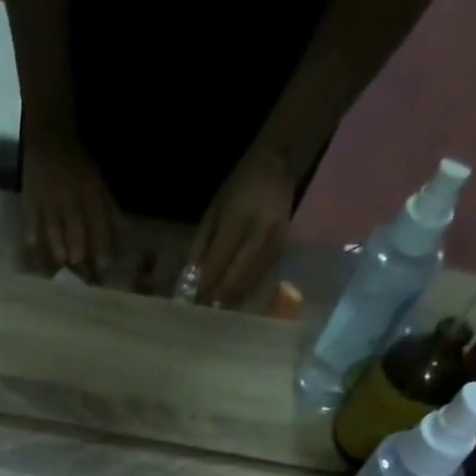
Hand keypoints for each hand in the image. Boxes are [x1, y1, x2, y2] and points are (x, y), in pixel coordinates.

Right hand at [21, 128, 119, 276]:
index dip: (102, 246)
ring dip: (58, 250)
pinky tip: (36, 251)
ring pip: (54, 232)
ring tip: (62, 264)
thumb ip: (108, 208)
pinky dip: (33, 238)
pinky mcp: (29, 200)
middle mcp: (70, 198)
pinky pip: (31, 223)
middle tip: (81, 271)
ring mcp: (48, 200)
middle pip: (76, 232)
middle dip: (79, 254)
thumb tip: (121, 233)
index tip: (103, 266)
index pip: (98, 223)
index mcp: (90, 192)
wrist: (49, 135)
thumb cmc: (77, 164)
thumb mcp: (97, 181)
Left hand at [186, 151, 295, 306]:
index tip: (192, 301)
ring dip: (232, 298)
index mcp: (240, 216)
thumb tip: (192, 278)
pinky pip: (262, 277)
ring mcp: (276, 241)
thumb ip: (201, 244)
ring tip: (216, 309)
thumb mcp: (213, 210)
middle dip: (218, 296)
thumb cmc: (239, 186)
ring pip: (250, 281)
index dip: (205, 284)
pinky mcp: (284, 248)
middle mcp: (261, 231)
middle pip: (236, 276)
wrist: (278, 165)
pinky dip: (246, 290)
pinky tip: (234, 298)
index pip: (219, 260)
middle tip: (203, 311)